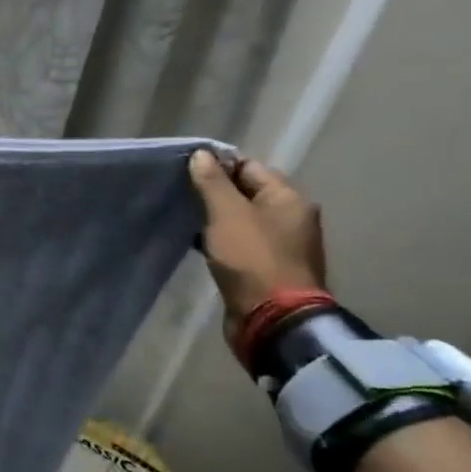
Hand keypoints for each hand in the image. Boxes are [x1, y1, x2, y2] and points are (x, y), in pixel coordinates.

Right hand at [187, 150, 326, 342]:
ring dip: (215, 218)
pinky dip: (220, 239)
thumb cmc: (252, 259)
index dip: (217, 166)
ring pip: (241, 219)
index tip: (184, 171)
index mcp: (288, 198)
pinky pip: (240, 242)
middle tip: (179, 194)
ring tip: (183, 217)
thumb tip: (202, 154)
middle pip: (246, 193)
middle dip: (214, 192)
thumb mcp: (227, 215)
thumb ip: (212, 183)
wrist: (273, 317)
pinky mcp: (266, 267)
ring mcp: (280, 244)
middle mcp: (291, 217)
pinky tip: (197, 242)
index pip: (249, 167)